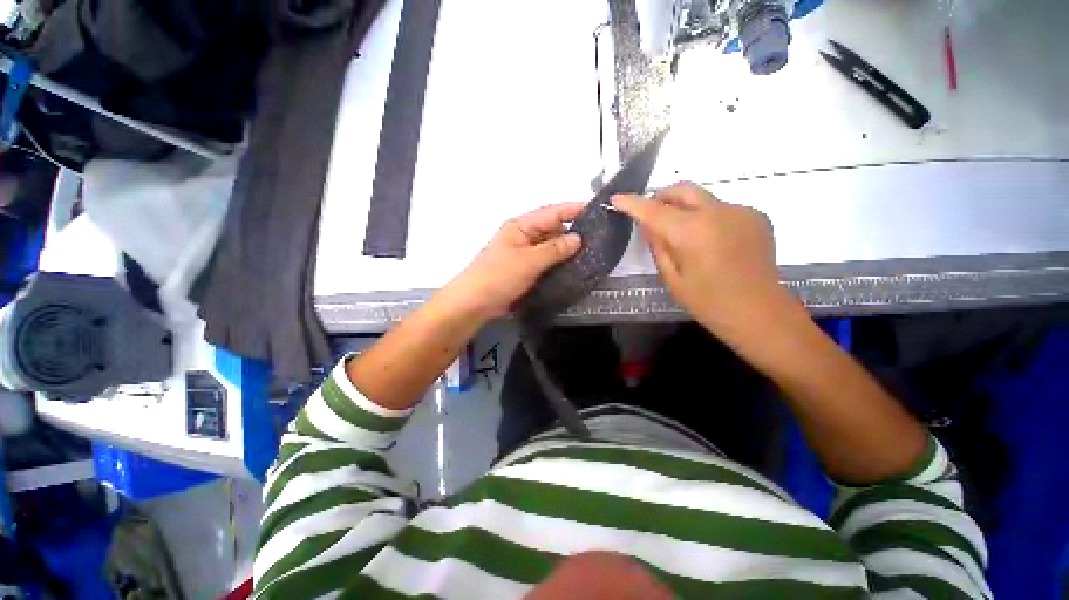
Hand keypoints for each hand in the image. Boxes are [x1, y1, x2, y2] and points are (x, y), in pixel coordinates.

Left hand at [443, 202, 583, 319]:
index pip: (552, 213)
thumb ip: (554, 249)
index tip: (597, 210)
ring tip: (592, 254)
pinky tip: (574, 269)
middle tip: (598, 239)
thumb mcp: (528, 261)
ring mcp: (525, 254)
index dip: (573, 210)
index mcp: (521, 226)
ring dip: (567, 251)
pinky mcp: (525, 270)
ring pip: (551, 247)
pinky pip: (547, 262)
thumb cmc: (498, 277)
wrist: (474, 303)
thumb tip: (577, 239)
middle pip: (553, 229)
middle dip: (573, 233)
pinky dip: (559, 264)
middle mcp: (524, 237)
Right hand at [612, 182, 798, 344]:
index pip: (654, 210)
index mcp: (692, 232)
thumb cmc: (709, 303)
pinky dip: (707, 218)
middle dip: (661, 197)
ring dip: (685, 209)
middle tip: (651, 215)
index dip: (632, 203)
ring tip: (684, 235)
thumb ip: (658, 246)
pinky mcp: (756, 216)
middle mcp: (717, 212)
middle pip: (682, 190)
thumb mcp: (672, 278)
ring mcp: (740, 211)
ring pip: (702, 198)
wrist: (761, 313)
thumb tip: (649, 225)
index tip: (616, 199)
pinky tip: (711, 242)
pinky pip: (721, 209)